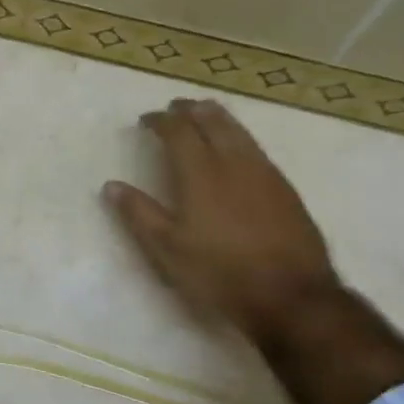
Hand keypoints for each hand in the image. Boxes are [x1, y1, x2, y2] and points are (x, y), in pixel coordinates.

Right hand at [104, 98, 341, 353]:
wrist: (291, 296)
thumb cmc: (220, 272)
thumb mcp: (168, 249)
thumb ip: (139, 214)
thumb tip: (112, 186)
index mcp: (201, 174)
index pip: (178, 132)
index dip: (160, 121)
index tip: (146, 119)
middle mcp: (234, 163)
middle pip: (213, 121)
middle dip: (191, 110)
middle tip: (176, 108)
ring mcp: (265, 173)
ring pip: (239, 131)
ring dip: (217, 118)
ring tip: (204, 116)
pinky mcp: (285, 189)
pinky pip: (256, 148)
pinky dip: (238, 137)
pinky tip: (237, 151)